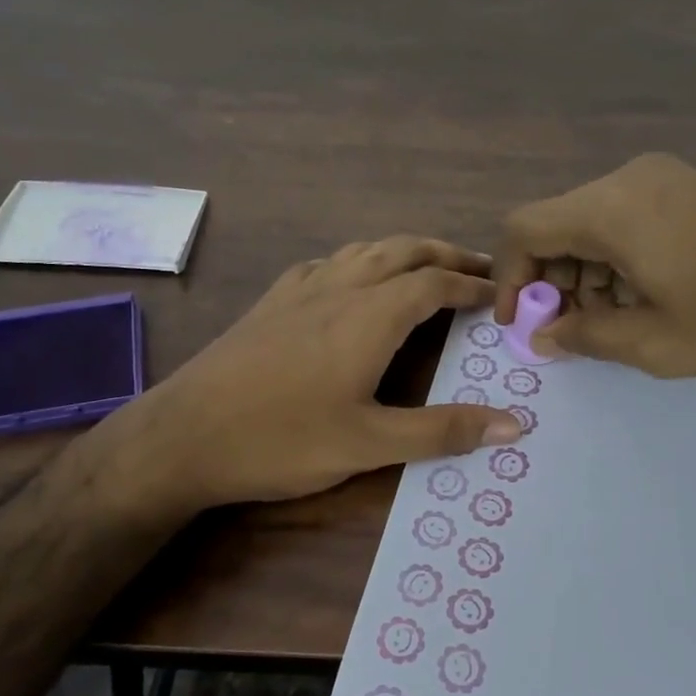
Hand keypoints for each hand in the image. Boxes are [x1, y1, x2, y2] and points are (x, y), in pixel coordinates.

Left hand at [99, 238, 522, 508]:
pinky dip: (359, 262)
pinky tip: (352, 282)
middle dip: (445, 254)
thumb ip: (441, 431)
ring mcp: (299, 291)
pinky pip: (328, 264)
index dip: (470, 285)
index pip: (433, 283)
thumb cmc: (281, 440)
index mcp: (369, 317)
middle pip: (402, 251)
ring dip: (404, 252)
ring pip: (363, 251)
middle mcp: (338, 289)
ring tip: (427, 267)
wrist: (182, 436)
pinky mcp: (270, 302)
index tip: (498, 293)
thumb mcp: (369, 445)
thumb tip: (514, 425)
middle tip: (478, 269)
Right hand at [494, 153, 695, 377]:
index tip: (519, 323)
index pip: (524, 229)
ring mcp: (663, 178)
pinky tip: (643, 296)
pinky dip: (615, 259)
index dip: (508, 278)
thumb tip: (543, 337)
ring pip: (592, 223)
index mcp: (610, 209)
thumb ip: (586, 336)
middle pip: (557, 224)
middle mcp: (628, 180)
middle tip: (569, 331)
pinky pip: (626, 219)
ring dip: (584, 273)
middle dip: (550, 281)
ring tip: (611, 322)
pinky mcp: (688, 187)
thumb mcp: (654, 342)